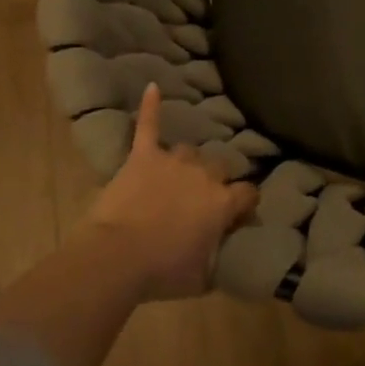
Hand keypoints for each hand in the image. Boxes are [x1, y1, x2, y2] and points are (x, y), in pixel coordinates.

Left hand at [71, 84, 257, 302]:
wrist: (117, 258)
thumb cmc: (162, 272)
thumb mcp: (202, 278)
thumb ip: (218, 259)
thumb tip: (225, 253)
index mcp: (222, 203)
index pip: (248, 193)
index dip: (245, 204)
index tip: (240, 215)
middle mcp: (204, 176)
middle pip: (219, 169)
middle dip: (214, 182)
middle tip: (199, 202)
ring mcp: (173, 162)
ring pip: (189, 152)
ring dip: (186, 164)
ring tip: (176, 177)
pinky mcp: (143, 156)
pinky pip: (149, 126)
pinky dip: (151, 107)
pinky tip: (152, 87)